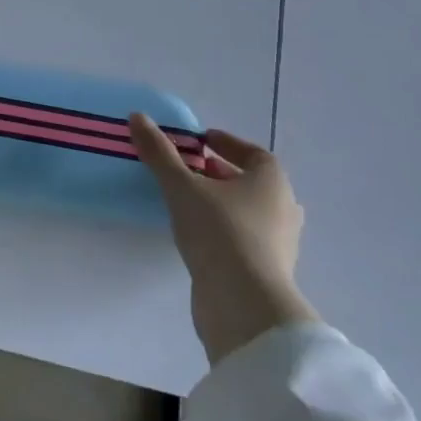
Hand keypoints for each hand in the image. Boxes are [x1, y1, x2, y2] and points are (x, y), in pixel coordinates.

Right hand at [129, 119, 319, 364]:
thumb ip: (160, 153)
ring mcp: (278, 243)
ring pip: (247, 212)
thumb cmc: (220, 232)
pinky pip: (242, 239)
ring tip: (185, 201)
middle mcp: (283, 209)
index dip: (227, 144)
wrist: (244, 304)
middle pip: (251, 183)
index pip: (254, 153)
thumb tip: (138, 116)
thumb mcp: (182, 187)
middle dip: (220, 174)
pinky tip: (194, 234)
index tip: (199, 141)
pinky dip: (221, 230)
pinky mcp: (266, 271)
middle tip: (188, 169)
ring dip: (220, 203)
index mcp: (272, 182)